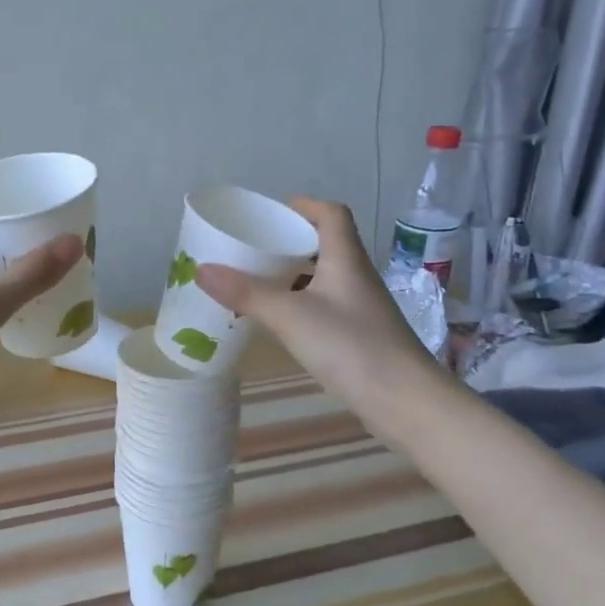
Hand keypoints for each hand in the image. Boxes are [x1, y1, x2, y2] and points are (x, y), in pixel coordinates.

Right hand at [196, 198, 436, 404]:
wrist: (403, 399)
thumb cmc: (349, 345)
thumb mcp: (289, 315)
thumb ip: (245, 293)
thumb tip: (201, 269)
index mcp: (345, 258)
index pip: (331, 214)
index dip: (304, 205)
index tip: (273, 212)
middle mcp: (356, 276)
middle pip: (325, 245)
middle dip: (290, 243)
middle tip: (253, 249)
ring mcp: (361, 308)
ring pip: (324, 279)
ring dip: (294, 277)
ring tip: (258, 283)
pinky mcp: (360, 336)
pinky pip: (325, 307)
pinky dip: (301, 305)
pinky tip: (281, 321)